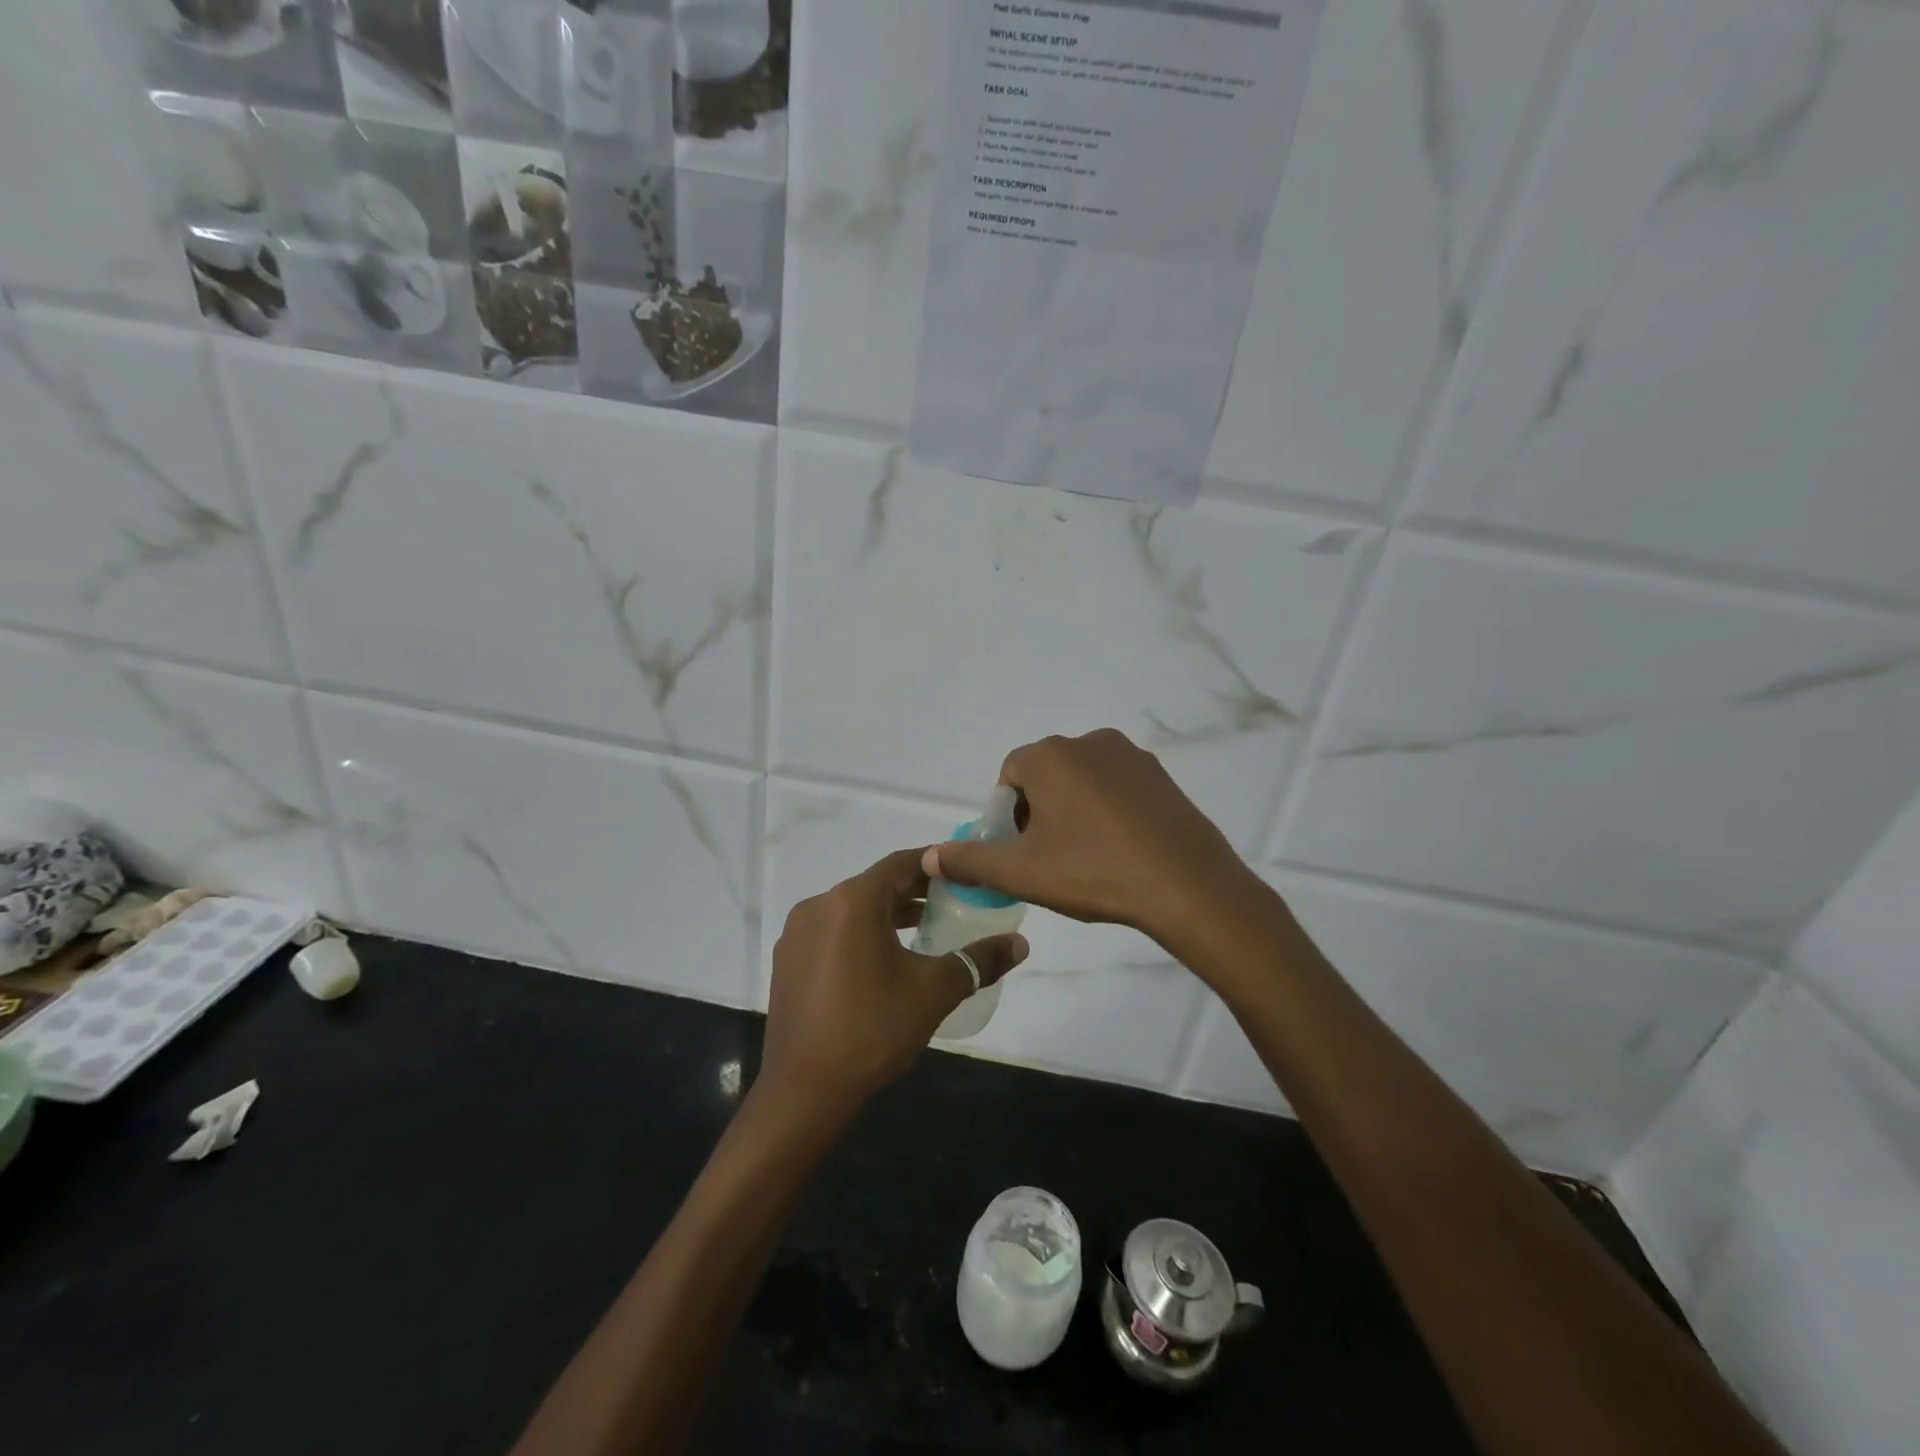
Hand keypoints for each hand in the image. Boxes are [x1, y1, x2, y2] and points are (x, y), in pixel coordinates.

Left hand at [760, 848, 1028, 1118]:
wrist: (804, 1090)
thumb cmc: (873, 1029)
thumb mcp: (934, 992)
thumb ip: (978, 961)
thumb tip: (1020, 943)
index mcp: (853, 901)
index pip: (901, 863)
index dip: (934, 863)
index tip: (962, 870)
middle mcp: (818, 906)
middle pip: (875, 884)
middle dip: (913, 890)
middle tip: (951, 901)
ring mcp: (797, 934)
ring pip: (851, 909)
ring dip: (887, 913)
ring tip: (924, 929)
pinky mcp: (787, 961)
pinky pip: (831, 932)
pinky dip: (859, 933)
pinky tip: (882, 960)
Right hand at [923, 729, 1265, 951]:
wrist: (1186, 885)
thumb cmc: (1093, 871)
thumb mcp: (1021, 872)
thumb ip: (970, 860)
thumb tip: (928, 857)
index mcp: (1050, 755)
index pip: (1009, 776)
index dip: (1007, 816)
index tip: (1020, 852)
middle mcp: (1088, 741)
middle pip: (1045, 775)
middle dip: (1038, 812)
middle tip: (1050, 859)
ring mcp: (1130, 756)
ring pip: (1082, 781)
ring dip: (1073, 811)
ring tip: (1087, 858)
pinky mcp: (1160, 776)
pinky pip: (1117, 788)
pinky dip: (1108, 811)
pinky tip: (1120, 850)